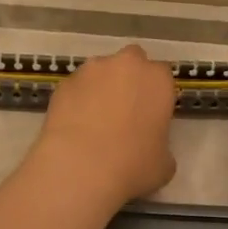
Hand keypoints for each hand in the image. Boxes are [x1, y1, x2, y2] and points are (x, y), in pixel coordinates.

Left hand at [31, 45, 177, 202]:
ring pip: (101, 71)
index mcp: (157, 79)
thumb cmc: (133, 165)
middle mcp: (126, 65)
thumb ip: (161, 145)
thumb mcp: (164, 164)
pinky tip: (75, 125)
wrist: (80, 167)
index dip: (157, 94)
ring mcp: (90, 70)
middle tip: (126, 110)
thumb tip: (151, 148)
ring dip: (102, 87)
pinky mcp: (63, 83)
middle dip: (130, 78)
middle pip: (132, 61)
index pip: (163, 76)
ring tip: (95, 120)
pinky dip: (78, 100)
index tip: (152, 115)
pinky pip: (77, 87)